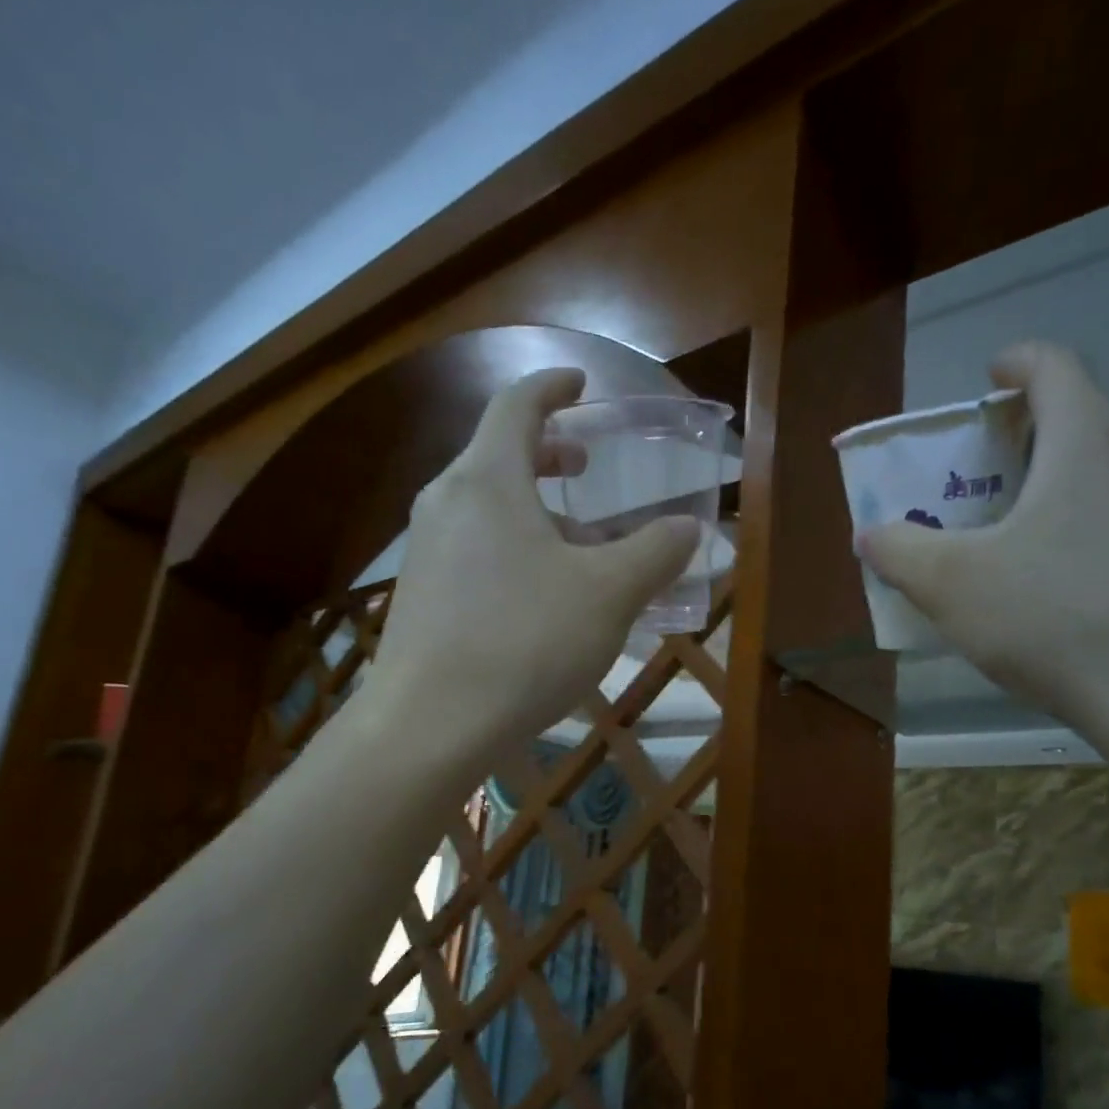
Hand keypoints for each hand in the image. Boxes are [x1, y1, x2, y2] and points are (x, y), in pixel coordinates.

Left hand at [359, 368, 698, 764]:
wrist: (431, 724)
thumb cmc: (525, 642)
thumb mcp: (609, 595)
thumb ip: (654, 553)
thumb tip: (688, 528)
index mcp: (488, 479)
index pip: (517, 405)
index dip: (552, 387)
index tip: (579, 384)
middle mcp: (447, 502)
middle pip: (497, 455)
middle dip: (546, 454)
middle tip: (584, 467)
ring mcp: (425, 550)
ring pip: (486, 508)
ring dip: (533, 511)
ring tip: (578, 547)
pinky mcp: (420, 595)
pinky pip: (472, 549)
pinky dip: (511, 548)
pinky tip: (539, 597)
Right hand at [858, 342, 1108, 740]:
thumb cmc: (1058, 620)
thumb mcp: (952, 586)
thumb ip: (900, 552)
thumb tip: (871, 535)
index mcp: (1088, 439)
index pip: (1052, 365)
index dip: (1014, 363)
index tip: (989, 380)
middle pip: (1082, 420)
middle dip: (1027, 441)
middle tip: (984, 487)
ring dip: (1063, 489)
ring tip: (1024, 545)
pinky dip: (1098, 530)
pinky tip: (1074, 592)